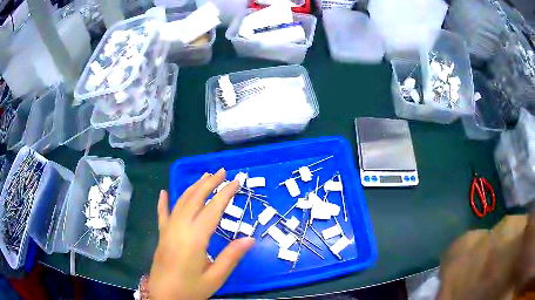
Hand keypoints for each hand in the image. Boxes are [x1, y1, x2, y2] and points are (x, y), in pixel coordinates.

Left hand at [149, 169, 254, 298]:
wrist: (163, 297)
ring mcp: (167, 231)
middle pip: (194, 199)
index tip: (237, 181)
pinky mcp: (161, 236)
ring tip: (205, 177)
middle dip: (209, 183)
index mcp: (194, 239)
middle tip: (222, 172)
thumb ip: (231, 257)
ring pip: (180, 202)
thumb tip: (249, 238)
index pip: (212, 210)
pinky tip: (164, 192)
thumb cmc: (190, 290)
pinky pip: (162, 214)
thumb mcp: (215, 278)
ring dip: (193, 187)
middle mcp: (179, 229)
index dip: (225, 194)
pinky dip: (164, 202)